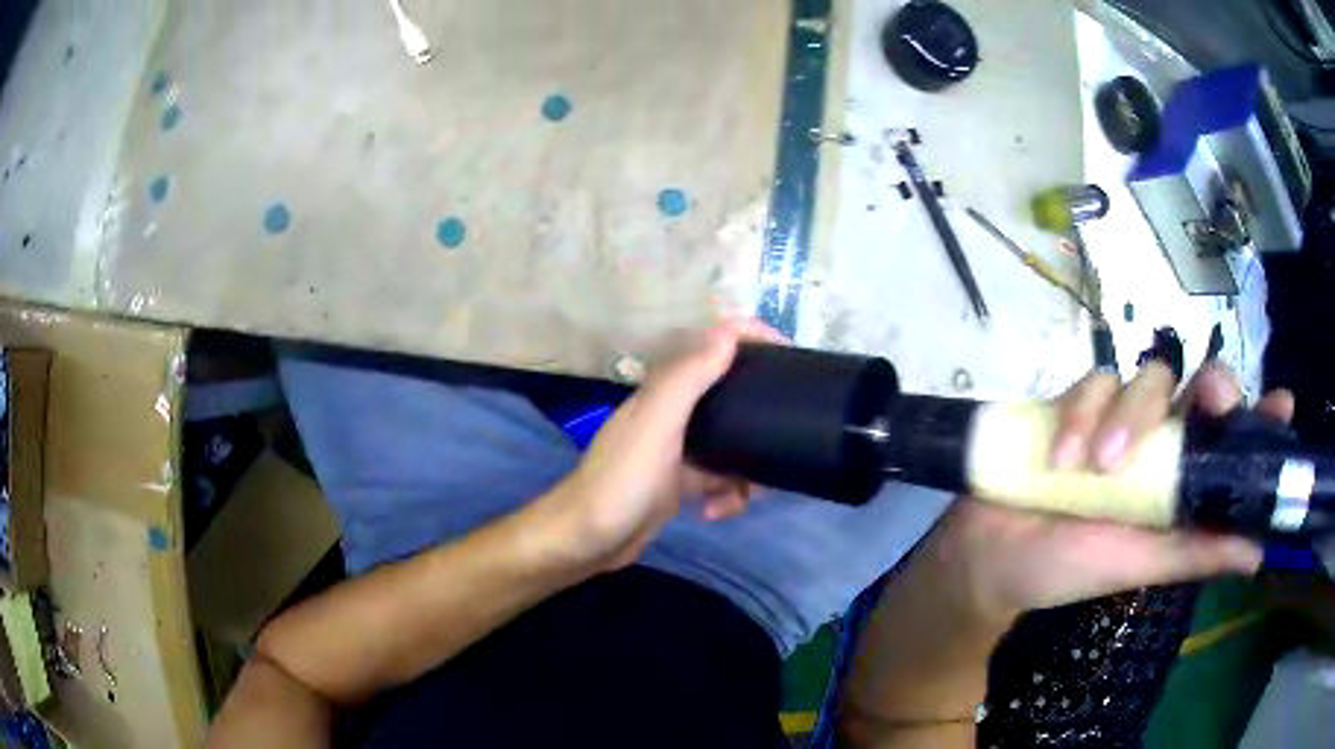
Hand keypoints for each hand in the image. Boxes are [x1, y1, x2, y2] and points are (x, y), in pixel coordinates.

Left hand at [542, 321, 781, 570]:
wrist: (588, 540)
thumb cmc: (622, 480)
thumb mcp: (657, 424)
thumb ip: (688, 377)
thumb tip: (729, 332)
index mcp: (666, 389)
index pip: (714, 345)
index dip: (751, 338)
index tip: (792, 356)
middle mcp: (674, 412)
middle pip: (732, 395)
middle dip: (761, 416)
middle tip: (787, 436)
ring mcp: (678, 449)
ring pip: (733, 443)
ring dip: (747, 469)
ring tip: (751, 492)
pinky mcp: (680, 483)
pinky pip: (721, 479)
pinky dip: (726, 495)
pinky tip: (714, 512)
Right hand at [933, 362, 1294, 624]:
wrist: (993, 559)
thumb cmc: (1070, 570)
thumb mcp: (1140, 566)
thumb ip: (1197, 554)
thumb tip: (1259, 553)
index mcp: (1178, 480)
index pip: (1227, 436)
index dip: (1257, 415)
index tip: (1281, 405)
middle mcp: (1158, 441)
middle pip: (1198, 384)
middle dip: (1210, 385)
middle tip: (1208, 402)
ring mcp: (1116, 417)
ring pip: (1147, 378)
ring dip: (1129, 416)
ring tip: (1098, 466)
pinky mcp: (1076, 403)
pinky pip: (1091, 381)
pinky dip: (1080, 413)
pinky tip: (1061, 457)